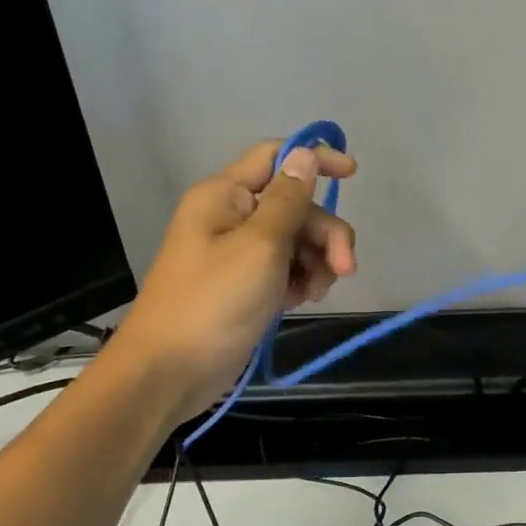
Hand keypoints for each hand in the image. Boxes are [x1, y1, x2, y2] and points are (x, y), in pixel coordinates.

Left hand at [114, 140, 356, 419]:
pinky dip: (300, 281)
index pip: (276, 157)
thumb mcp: (260, 246)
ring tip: (316, 293)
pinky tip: (302, 301)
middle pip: (295, 207)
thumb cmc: (214, 302)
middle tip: (345, 270)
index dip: (315, 160)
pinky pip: (285, 269)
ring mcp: (238, 254)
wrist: (171, 371)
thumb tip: (305, 155)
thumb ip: (288, 200)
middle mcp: (232, 217)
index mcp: (225, 195)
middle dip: (325, 234)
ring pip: (295, 241)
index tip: (354, 174)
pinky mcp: (246, 286)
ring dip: (317, 261)